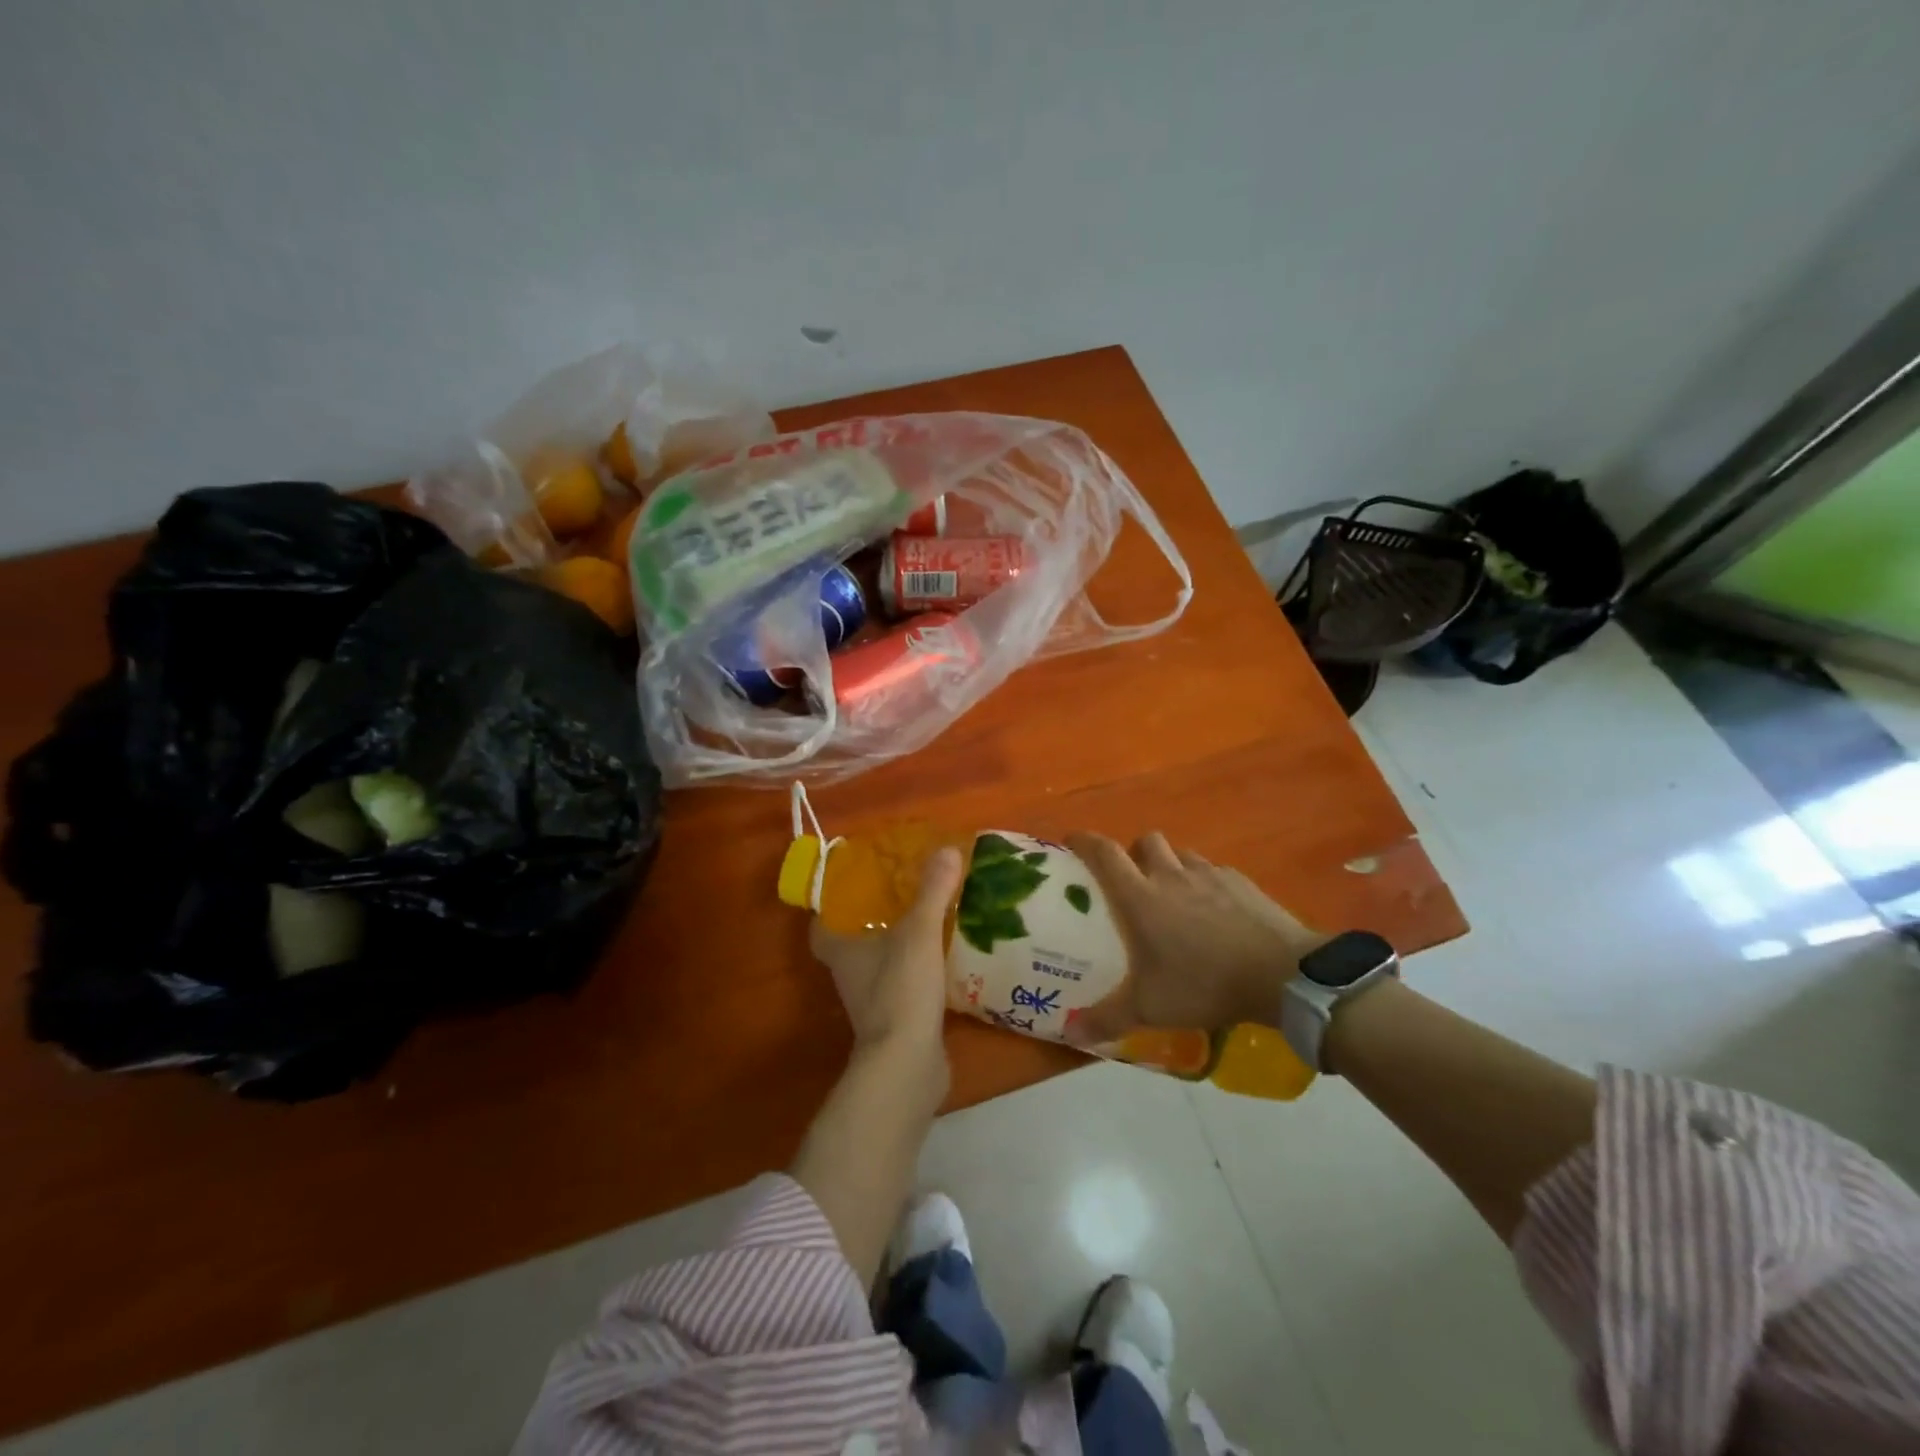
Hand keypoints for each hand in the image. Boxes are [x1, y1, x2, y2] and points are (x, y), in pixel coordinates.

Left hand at [810, 846, 963, 1053]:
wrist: (908, 1065)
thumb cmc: (900, 990)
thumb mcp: (918, 933)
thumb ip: (932, 892)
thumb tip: (947, 849)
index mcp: (842, 953)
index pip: (821, 929)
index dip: (829, 909)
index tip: (850, 889)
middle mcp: (851, 977)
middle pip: (852, 945)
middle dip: (871, 924)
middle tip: (900, 897)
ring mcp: (873, 1004)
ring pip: (879, 967)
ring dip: (897, 949)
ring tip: (929, 923)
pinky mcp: (897, 1023)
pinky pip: (904, 989)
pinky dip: (918, 975)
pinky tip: (945, 962)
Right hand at [1064, 832, 1324, 1045]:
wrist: (1281, 973)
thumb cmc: (1205, 984)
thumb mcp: (1150, 1008)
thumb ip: (1107, 1018)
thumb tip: (1070, 1031)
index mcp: (1141, 897)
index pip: (1104, 853)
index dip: (1084, 841)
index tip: (1072, 840)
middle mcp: (1171, 876)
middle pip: (1146, 841)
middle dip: (1134, 852)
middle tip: (1133, 879)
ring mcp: (1210, 875)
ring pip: (1182, 854)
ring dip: (1171, 865)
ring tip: (1174, 895)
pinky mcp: (1242, 882)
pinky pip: (1215, 871)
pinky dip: (1206, 882)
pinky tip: (1215, 911)